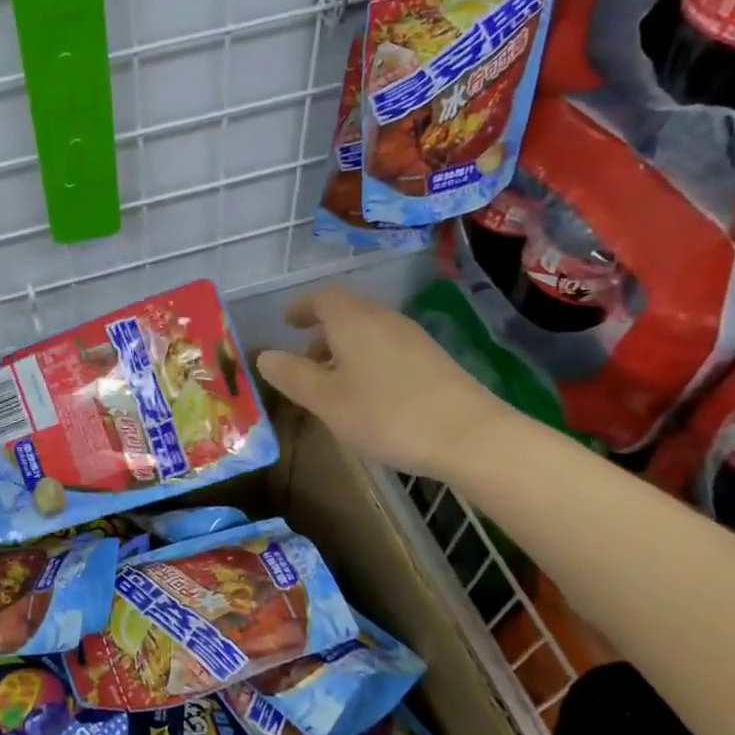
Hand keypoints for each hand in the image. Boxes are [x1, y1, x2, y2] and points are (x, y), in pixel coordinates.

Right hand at [254, 286, 514, 480]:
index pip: (321, 298)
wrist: (469, 436)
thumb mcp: (325, 400)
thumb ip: (291, 375)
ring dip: (343, 349)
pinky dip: (366, 360)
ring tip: (331, 383)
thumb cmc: (386, 414)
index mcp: (353, 320)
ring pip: (368, 332)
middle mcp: (383, 319)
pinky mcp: (433, 360)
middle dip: (320, 332)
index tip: (286, 323)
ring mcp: (413, 338)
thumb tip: (265, 356)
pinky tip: (368, 395)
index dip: (301, 308)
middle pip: (346, 313)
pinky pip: (387, 348)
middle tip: (302, 361)